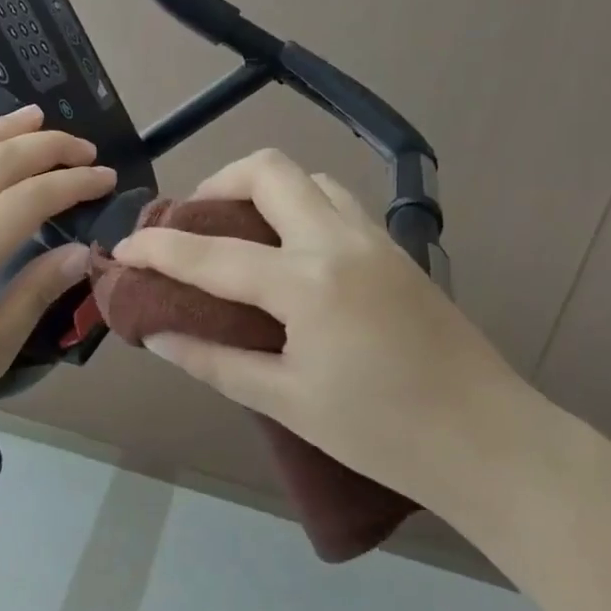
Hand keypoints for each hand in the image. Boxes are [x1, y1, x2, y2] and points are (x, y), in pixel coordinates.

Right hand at [111, 149, 555, 513]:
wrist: (489, 440)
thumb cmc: (381, 433)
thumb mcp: (286, 402)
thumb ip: (215, 361)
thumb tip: (158, 336)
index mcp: (307, 283)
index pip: (211, 253)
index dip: (157, 248)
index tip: (121, 250)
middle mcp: (339, 242)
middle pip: (268, 170)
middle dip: (216, 184)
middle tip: (193, 224)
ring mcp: (375, 239)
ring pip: (309, 180)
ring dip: (264, 191)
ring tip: (239, 234)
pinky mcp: (396, 251)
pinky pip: (337, 204)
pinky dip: (298, 209)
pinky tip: (289, 255)